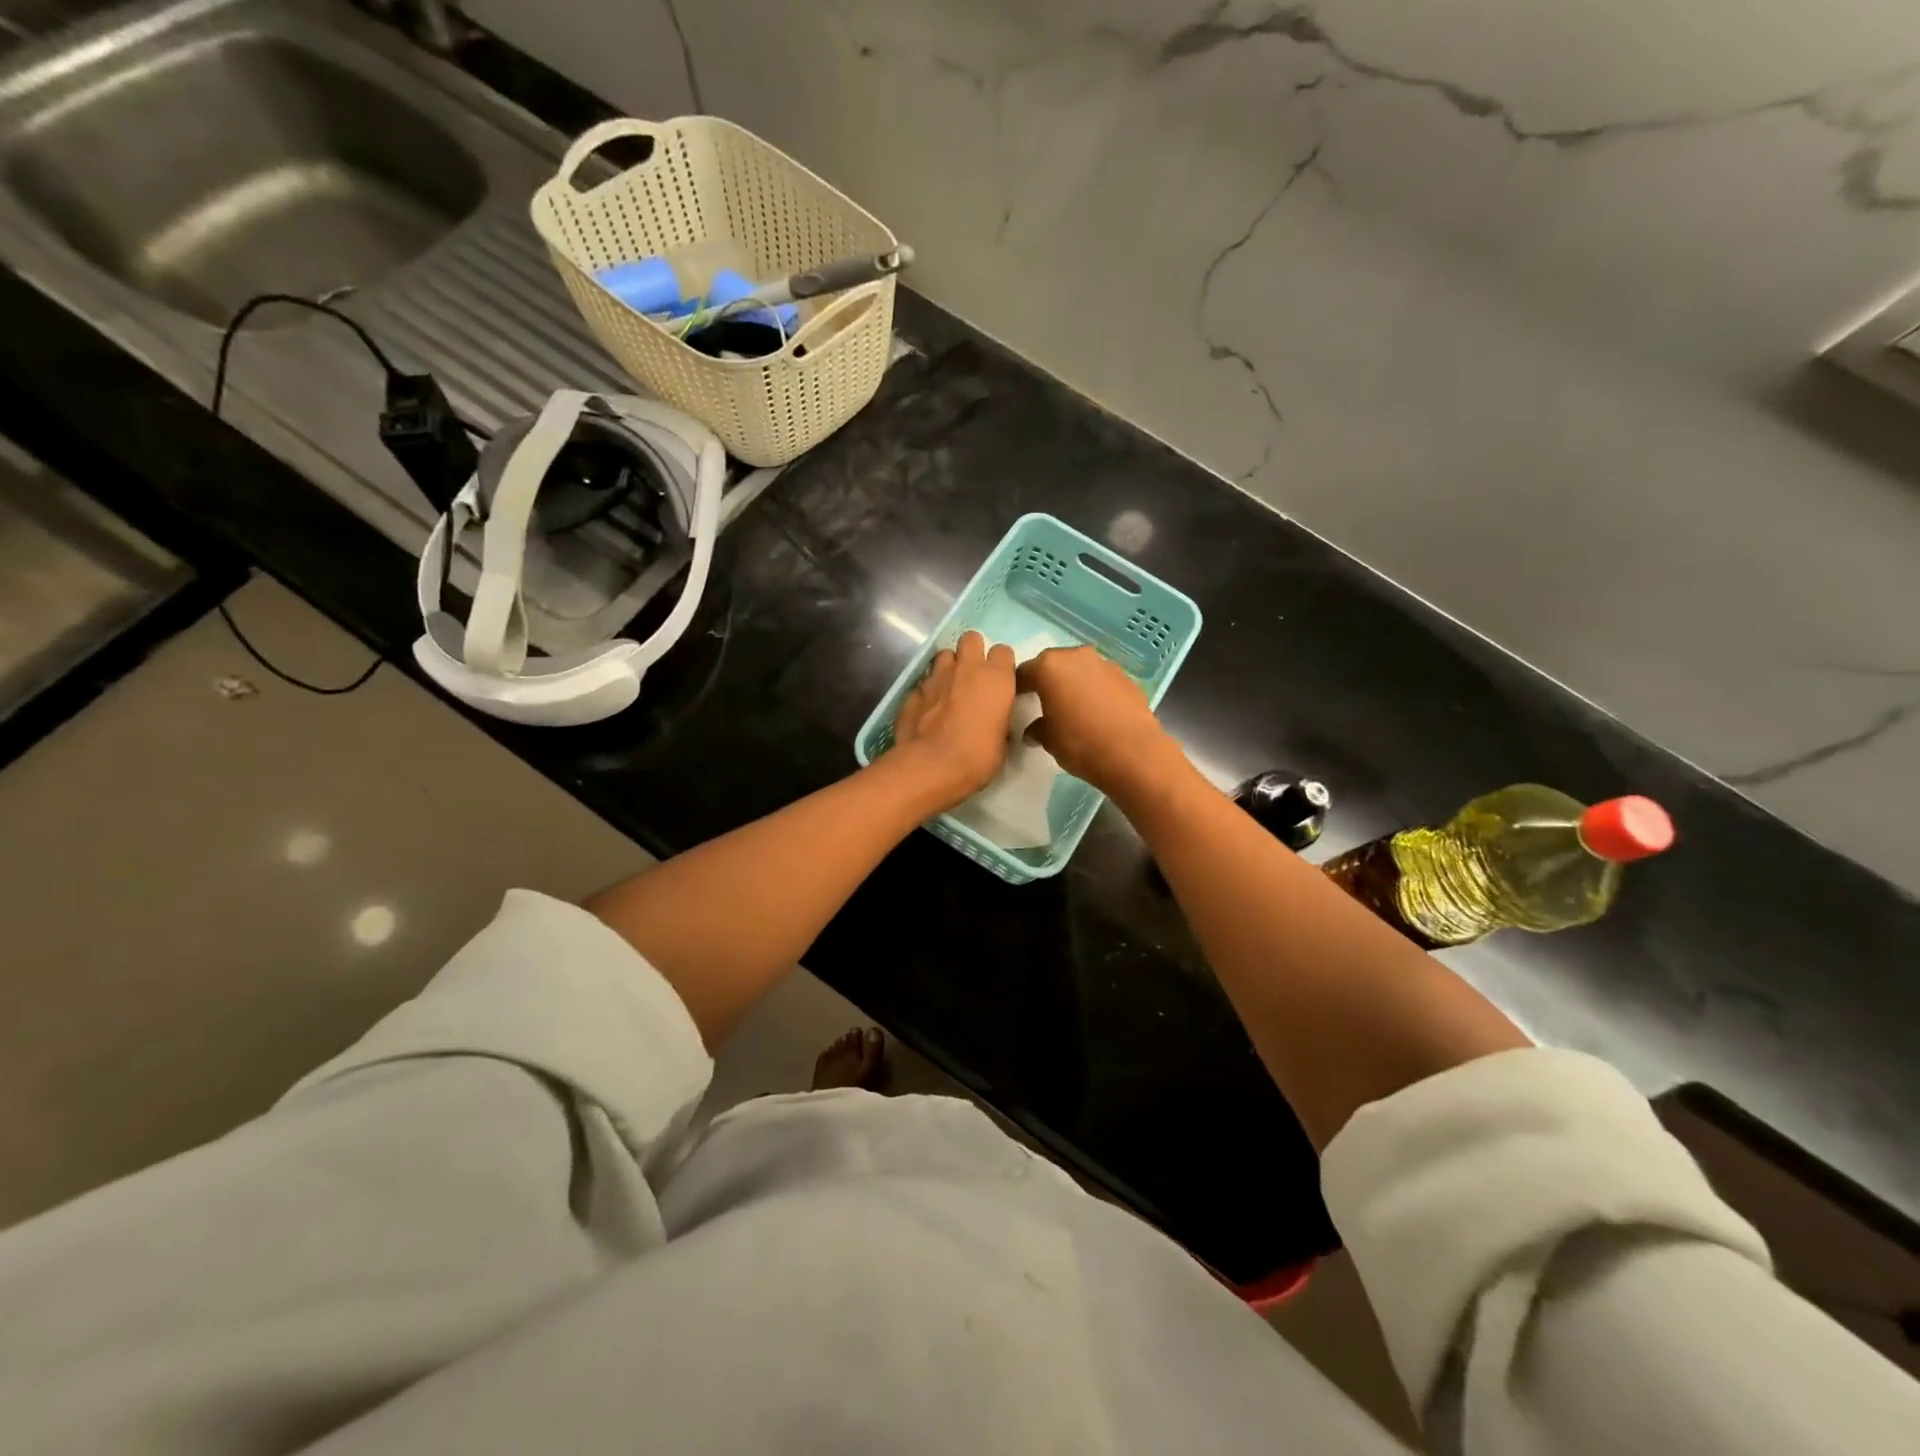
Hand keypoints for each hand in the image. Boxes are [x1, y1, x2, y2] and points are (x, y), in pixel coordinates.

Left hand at [889, 631, 1017, 812]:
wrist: (931, 766)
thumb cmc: (978, 756)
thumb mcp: (1003, 742)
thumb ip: (1000, 719)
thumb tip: (996, 719)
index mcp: (996, 678)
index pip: (1003, 651)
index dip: (1001, 665)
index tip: (1000, 682)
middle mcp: (967, 668)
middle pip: (971, 639)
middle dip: (972, 652)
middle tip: (973, 676)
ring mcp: (936, 676)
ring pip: (944, 655)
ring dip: (949, 668)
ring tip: (949, 689)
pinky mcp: (913, 691)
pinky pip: (924, 682)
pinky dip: (929, 691)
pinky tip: (929, 710)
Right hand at [1017, 646, 1185, 796]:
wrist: (1133, 753)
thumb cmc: (1080, 743)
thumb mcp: (1048, 740)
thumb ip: (1037, 728)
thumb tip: (1034, 730)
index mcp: (1049, 667)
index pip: (1024, 672)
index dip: (1017, 687)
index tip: (1015, 702)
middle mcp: (1076, 656)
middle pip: (1053, 665)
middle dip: (1047, 681)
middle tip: (1043, 703)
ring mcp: (1104, 664)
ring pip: (1080, 670)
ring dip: (1073, 684)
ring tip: (1072, 708)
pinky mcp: (1126, 677)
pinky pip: (1101, 680)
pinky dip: (1094, 691)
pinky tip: (1096, 713)